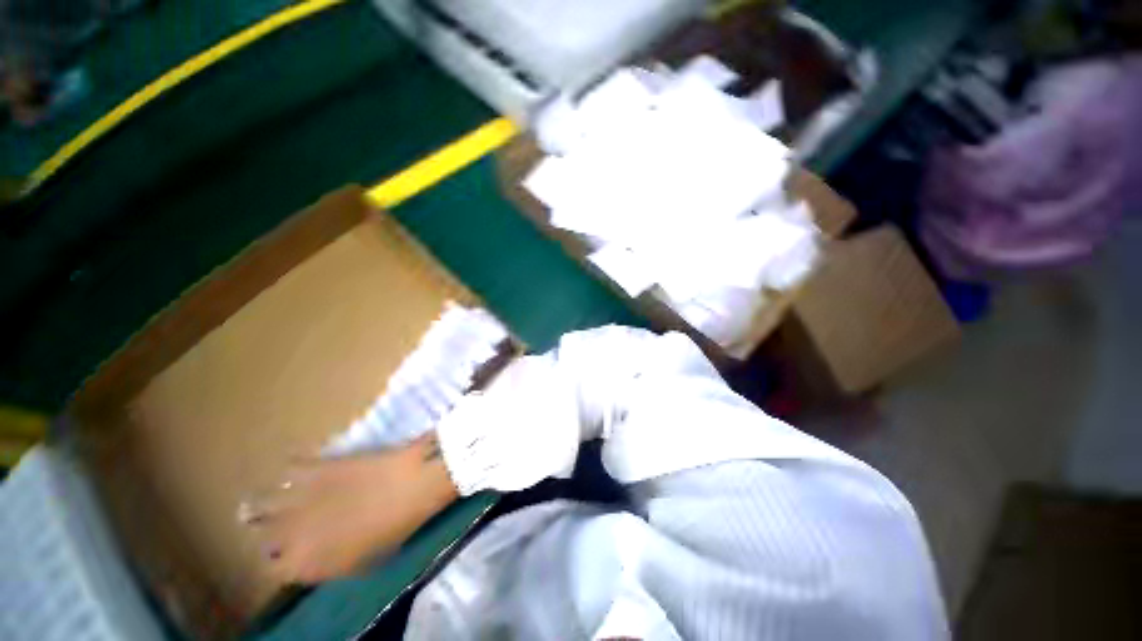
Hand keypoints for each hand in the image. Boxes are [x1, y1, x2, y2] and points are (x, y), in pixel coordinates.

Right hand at [242, 434, 457, 583]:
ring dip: (266, 503)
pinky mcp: (313, 467)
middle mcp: (287, 536)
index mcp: (303, 565)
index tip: (289, 552)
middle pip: (260, 536)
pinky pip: (290, 468)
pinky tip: (302, 469)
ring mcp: (296, 499)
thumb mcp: (364, 562)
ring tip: (275, 499)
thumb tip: (318, 558)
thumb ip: (332, 564)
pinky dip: (293, 469)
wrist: (410, 485)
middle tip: (280, 524)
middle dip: (268, 532)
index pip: (273, 570)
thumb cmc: (395, 529)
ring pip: (260, 504)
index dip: (281, 560)